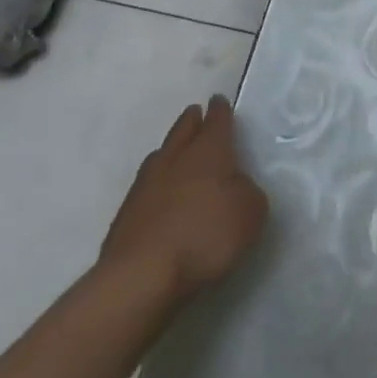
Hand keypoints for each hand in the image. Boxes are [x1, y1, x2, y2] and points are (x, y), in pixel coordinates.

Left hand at [100, 96, 267, 300]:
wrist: (141, 276)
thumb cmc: (205, 236)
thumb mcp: (250, 213)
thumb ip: (248, 192)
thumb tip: (236, 186)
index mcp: (209, 151)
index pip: (217, 121)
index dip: (221, 110)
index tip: (219, 101)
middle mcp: (175, 159)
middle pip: (183, 130)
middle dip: (192, 121)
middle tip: (196, 114)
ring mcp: (146, 185)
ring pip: (161, 155)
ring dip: (172, 149)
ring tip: (178, 151)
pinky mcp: (126, 213)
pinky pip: (147, 185)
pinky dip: (158, 183)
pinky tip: (162, 194)